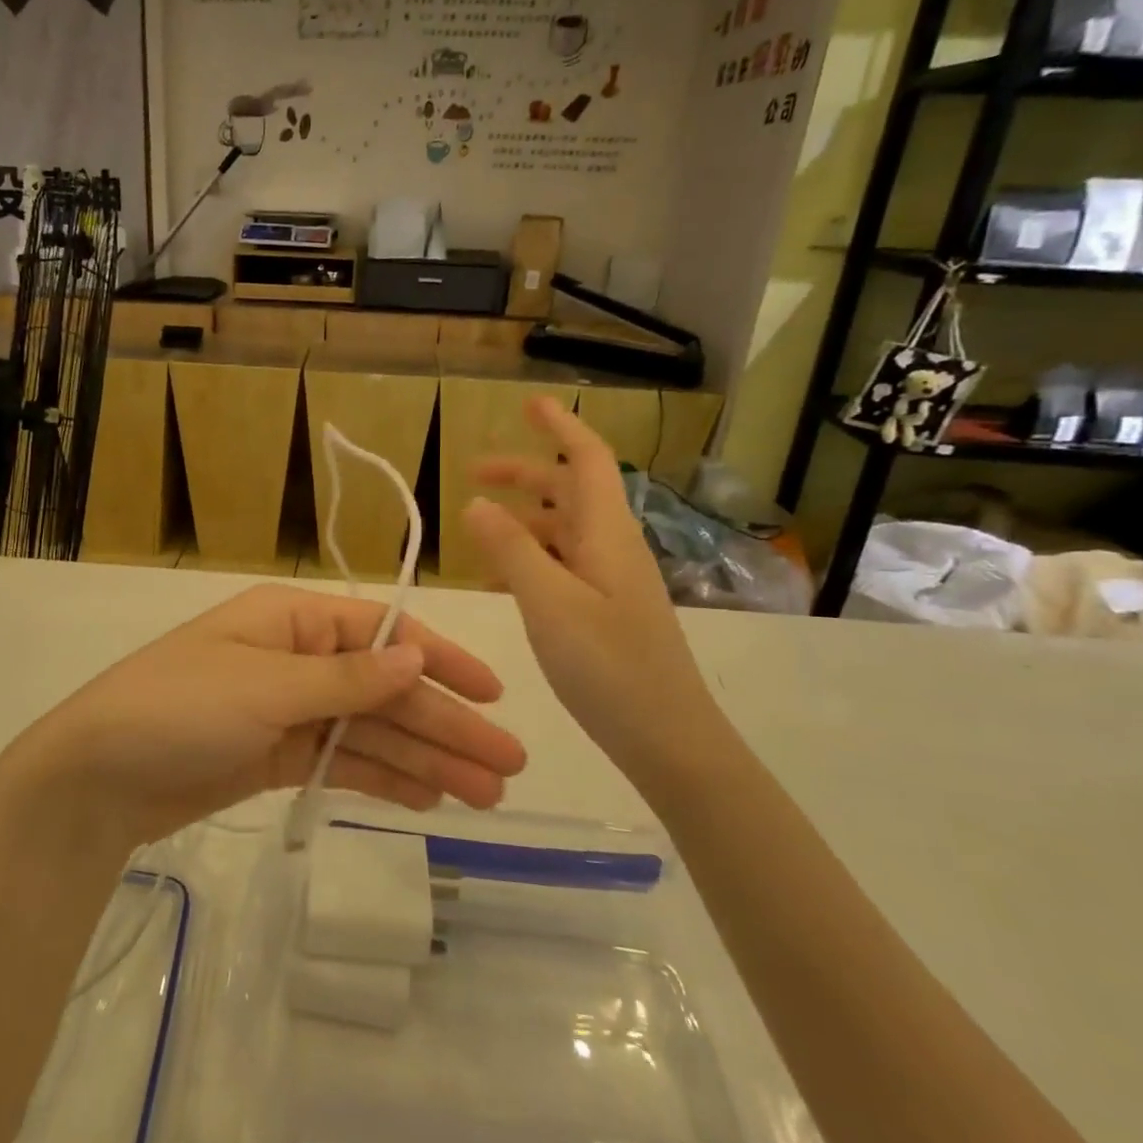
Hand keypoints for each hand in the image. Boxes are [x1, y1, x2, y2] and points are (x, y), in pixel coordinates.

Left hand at [5, 585, 527, 847]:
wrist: (95, 777)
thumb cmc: (179, 709)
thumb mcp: (266, 687)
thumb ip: (347, 677)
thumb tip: (417, 654)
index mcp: (293, 621)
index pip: (382, 634)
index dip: (440, 662)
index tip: (492, 694)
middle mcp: (296, 658)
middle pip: (385, 690)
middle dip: (444, 724)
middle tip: (508, 766)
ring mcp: (287, 710)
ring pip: (370, 732)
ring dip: (425, 759)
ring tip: (483, 794)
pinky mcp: (276, 756)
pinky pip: (341, 761)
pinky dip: (382, 777)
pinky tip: (428, 797)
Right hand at [463, 397, 724, 781]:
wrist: (669, 738)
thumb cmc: (609, 666)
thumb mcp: (549, 603)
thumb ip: (511, 550)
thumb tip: (475, 503)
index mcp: (606, 533)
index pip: (586, 459)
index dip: (560, 426)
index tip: (528, 404)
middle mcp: (612, 546)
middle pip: (570, 490)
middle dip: (523, 474)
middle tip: (473, 472)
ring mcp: (612, 580)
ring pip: (564, 530)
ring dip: (523, 519)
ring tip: (476, 531)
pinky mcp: (607, 609)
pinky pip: (563, 566)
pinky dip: (529, 559)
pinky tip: (500, 582)